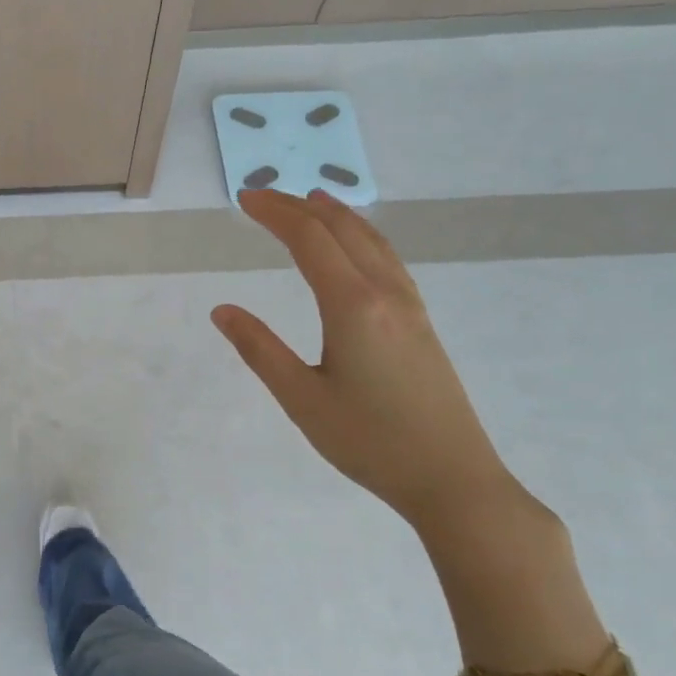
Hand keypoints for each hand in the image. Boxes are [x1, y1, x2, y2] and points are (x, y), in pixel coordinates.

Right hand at [212, 189, 526, 534]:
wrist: (453, 479)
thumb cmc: (369, 441)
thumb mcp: (301, 398)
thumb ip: (259, 349)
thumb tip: (223, 311)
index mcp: (352, 306)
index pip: (309, 241)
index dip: (274, 213)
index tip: (244, 199)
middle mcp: (385, 294)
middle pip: (341, 231)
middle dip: (299, 207)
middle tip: (263, 196)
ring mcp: (410, 307)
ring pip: (372, 242)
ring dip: (337, 216)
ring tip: (311, 202)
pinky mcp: (421, 324)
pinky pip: (388, 261)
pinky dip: (362, 238)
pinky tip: (356, 250)